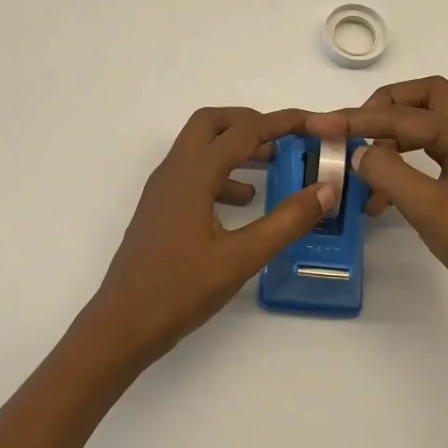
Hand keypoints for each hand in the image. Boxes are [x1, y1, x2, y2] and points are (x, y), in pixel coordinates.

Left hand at [75, 107, 335, 372]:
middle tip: (284, 138)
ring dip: (235, 147)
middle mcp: (174, 171)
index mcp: (193, 175)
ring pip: (200, 147)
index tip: (314, 122)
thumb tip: (325, 191)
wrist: (121, 325)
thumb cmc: (179, 290)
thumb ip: (286, 222)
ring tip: (273, 166)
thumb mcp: (241, 258)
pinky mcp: (160, 209)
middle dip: (250, 122)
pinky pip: (193, 174)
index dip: (282, 122)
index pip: (244, 131)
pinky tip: (243, 202)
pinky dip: (221, 174)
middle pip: (212, 123)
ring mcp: (162, 190)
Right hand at [305, 77, 447, 346]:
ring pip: (426, 131)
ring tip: (361, 172)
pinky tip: (381, 201)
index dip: (359, 119)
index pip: (405, 116)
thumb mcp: (429, 207)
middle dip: (385, 108)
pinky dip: (402, 169)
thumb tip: (358, 152)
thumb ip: (388, 172)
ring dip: (392, 142)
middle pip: (425, 101)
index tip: (321, 125)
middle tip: (353, 128)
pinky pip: (429, 161)